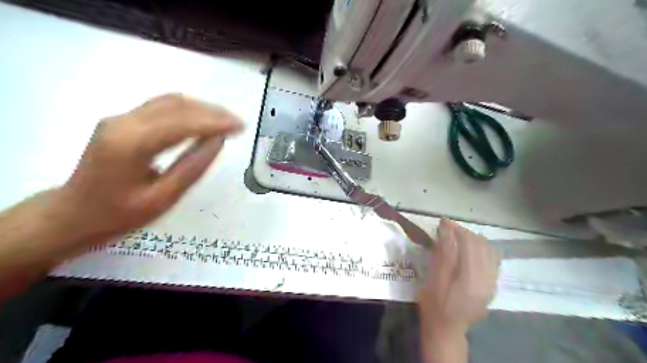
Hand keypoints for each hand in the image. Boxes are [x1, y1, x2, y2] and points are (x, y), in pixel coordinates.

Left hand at [56, 93, 240, 241]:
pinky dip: (188, 110)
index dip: (215, 122)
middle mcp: (123, 122)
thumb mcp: (162, 198)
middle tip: (238, 124)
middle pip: (177, 105)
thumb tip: (218, 141)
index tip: (241, 126)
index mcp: (131, 144)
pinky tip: (202, 120)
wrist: (72, 214)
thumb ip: (192, 166)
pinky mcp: (122, 121)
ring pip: (170, 102)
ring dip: (202, 109)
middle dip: (212, 112)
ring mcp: (120, 118)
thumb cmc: (119, 214)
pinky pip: (161, 107)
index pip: (183, 123)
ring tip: (226, 121)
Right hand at [414, 218, 498, 361]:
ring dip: (472, 239)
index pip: (469, 244)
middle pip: (480, 244)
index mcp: (471, 280)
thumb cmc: (435, 306)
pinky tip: (468, 249)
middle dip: (463, 232)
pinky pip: (492, 258)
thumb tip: (446, 230)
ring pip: (488, 249)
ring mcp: (492, 282)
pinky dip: (480, 248)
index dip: (456, 229)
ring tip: (456, 237)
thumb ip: (443, 255)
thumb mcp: (434, 280)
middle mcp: (488, 279)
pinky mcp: (492, 284)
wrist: (447, 330)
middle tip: (446, 228)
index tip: (442, 221)